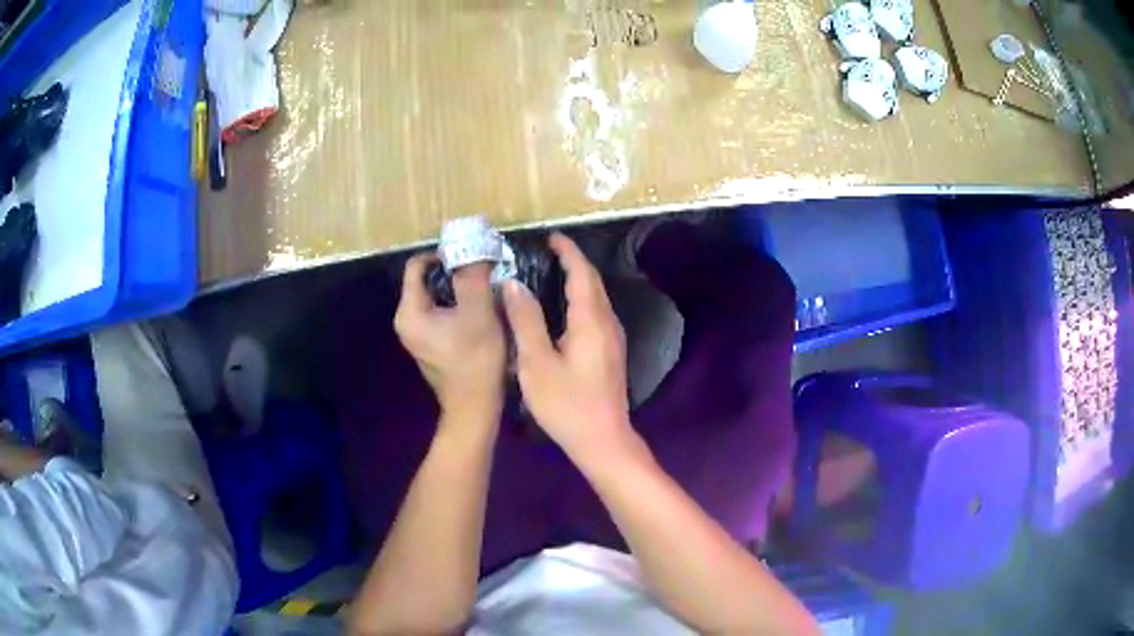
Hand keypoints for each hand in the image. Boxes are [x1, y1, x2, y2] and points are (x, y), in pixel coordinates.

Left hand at [395, 254, 506, 414]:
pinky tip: (480, 310)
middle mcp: (406, 320)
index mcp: (409, 312)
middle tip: (482, 269)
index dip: (443, 254)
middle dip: (454, 272)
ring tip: (485, 287)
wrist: (476, 406)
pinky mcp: (430, 343)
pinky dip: (457, 306)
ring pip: (436, 297)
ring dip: (458, 289)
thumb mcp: (478, 312)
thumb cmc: (475, 359)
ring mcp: (416, 334)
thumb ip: (472, 276)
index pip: (417, 266)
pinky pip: (440, 313)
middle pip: (426, 280)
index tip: (470, 255)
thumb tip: (473, 246)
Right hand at [502, 233, 634, 460]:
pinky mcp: (611, 352)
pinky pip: (596, 312)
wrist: (603, 439)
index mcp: (590, 320)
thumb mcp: (536, 363)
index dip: (567, 251)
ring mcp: (613, 338)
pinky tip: (562, 309)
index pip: (582, 273)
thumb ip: (526, 320)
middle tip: (547, 252)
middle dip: (573, 261)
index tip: (550, 237)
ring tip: (551, 272)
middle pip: (593, 282)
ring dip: (578, 279)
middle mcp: (607, 322)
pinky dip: (580, 299)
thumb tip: (514, 283)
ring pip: (597, 297)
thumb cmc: (566, 404)